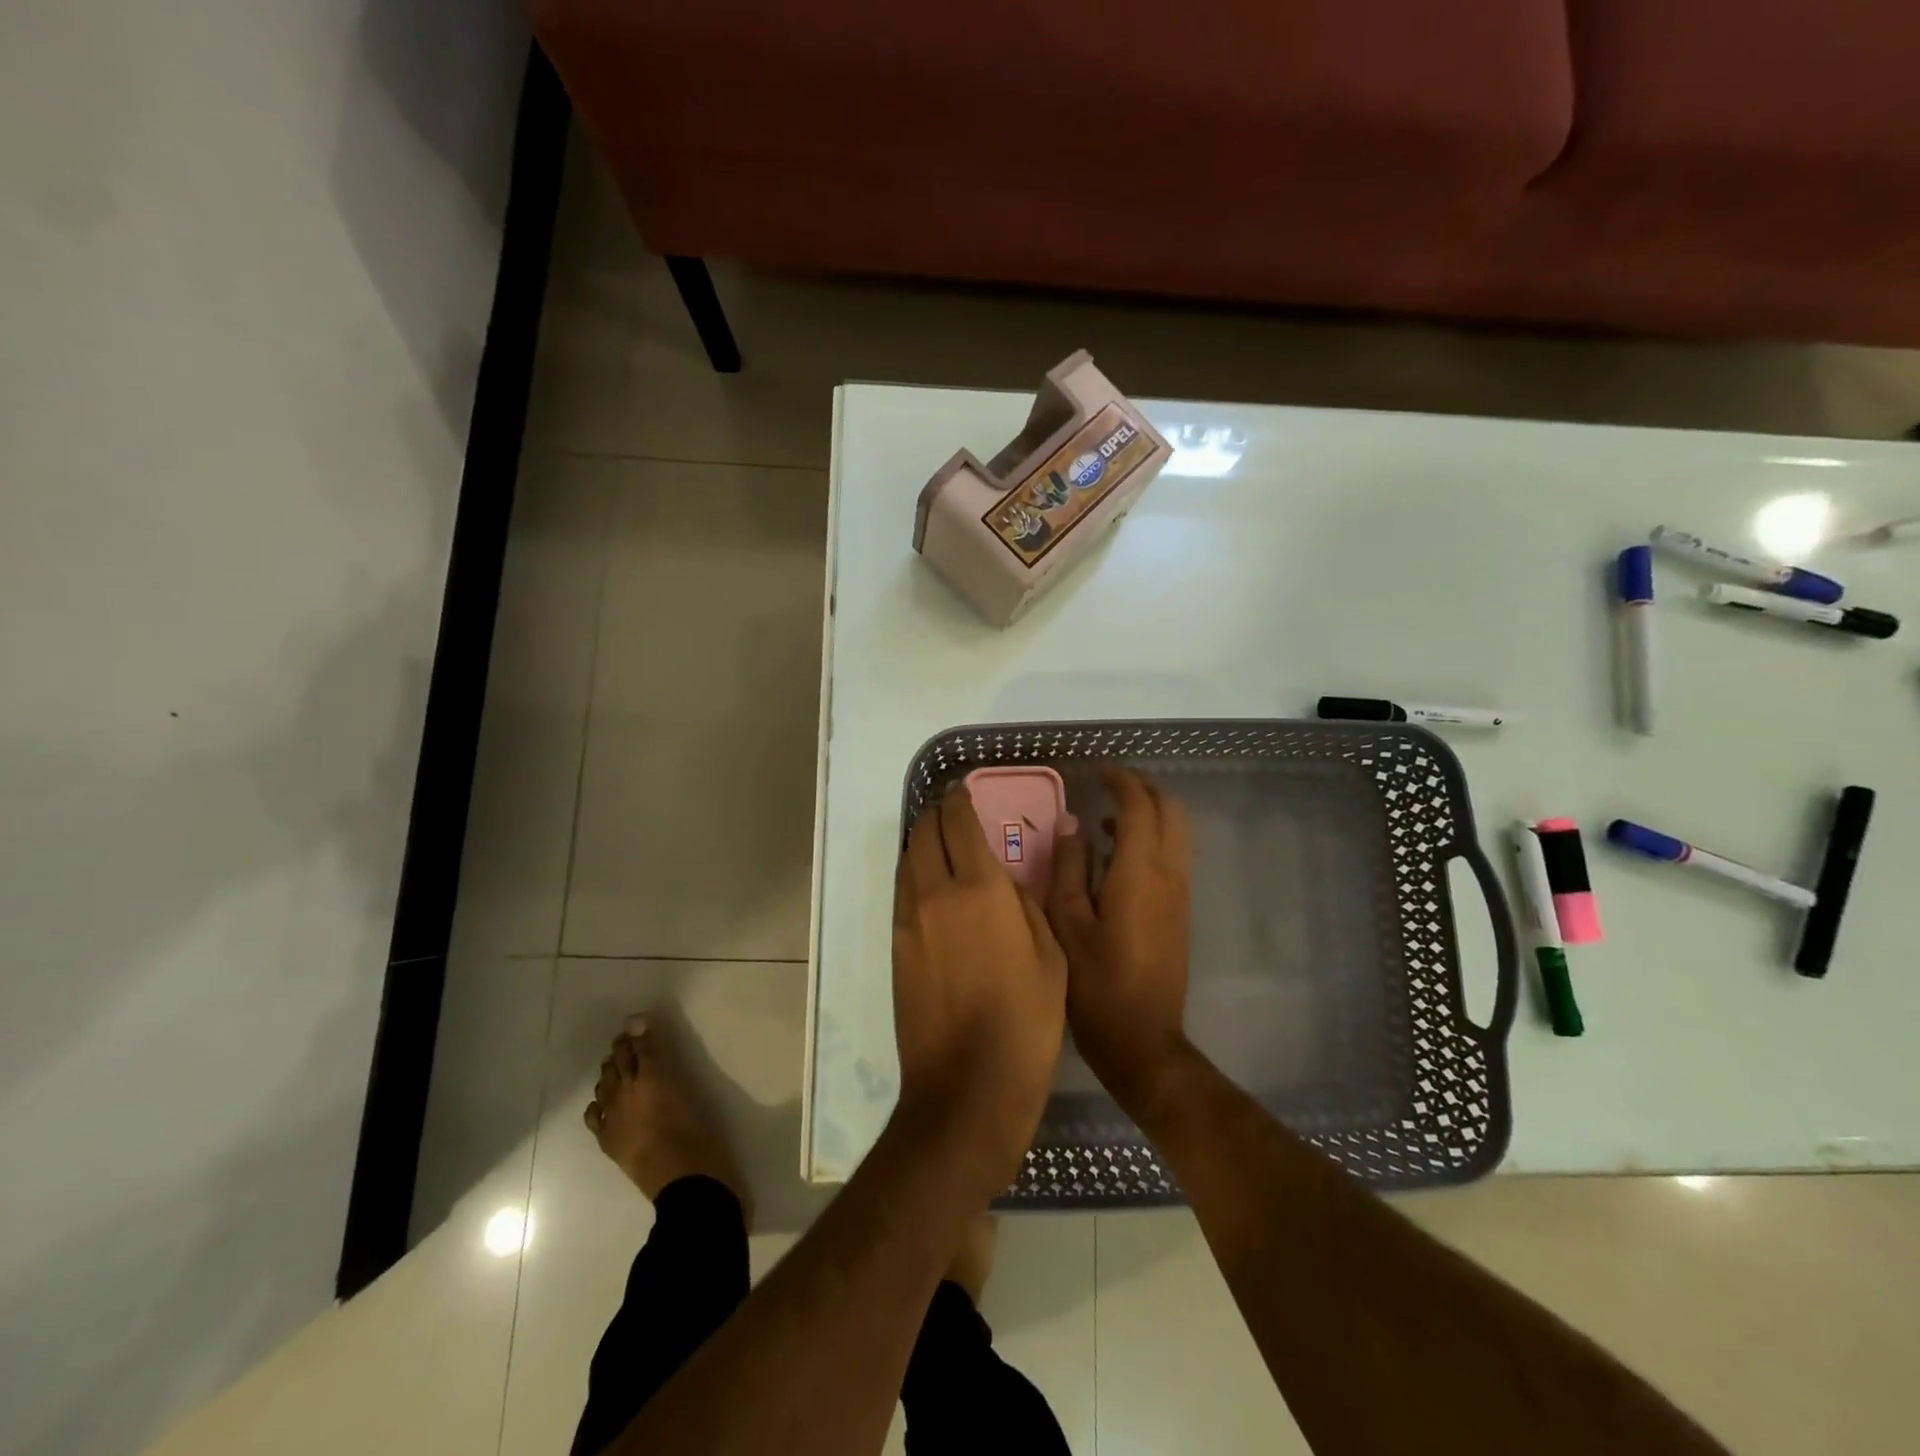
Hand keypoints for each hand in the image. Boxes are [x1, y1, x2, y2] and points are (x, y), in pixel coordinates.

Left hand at [891, 786, 1066, 1200]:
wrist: (967, 1085)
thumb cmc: (1026, 1021)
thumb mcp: (1050, 956)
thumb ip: (1026, 904)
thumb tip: (1007, 877)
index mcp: (980, 889)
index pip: (959, 824)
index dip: (959, 801)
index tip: (962, 791)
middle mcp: (936, 893)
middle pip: (924, 833)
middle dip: (935, 814)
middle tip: (951, 811)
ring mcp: (909, 920)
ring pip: (907, 860)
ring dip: (921, 842)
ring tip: (939, 841)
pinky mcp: (895, 945)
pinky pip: (902, 891)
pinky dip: (913, 873)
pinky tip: (930, 884)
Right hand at [1047, 768, 1193, 1114]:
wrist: (1143, 1040)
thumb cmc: (1096, 984)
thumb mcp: (1067, 923)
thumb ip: (1069, 867)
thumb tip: (1070, 823)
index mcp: (1140, 872)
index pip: (1139, 806)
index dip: (1120, 780)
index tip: (1096, 771)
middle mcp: (1169, 874)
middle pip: (1170, 810)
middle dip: (1142, 789)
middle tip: (1106, 786)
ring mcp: (1180, 893)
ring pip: (1177, 832)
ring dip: (1149, 813)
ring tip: (1106, 819)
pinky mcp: (1180, 911)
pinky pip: (1173, 855)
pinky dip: (1152, 838)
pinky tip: (1117, 856)